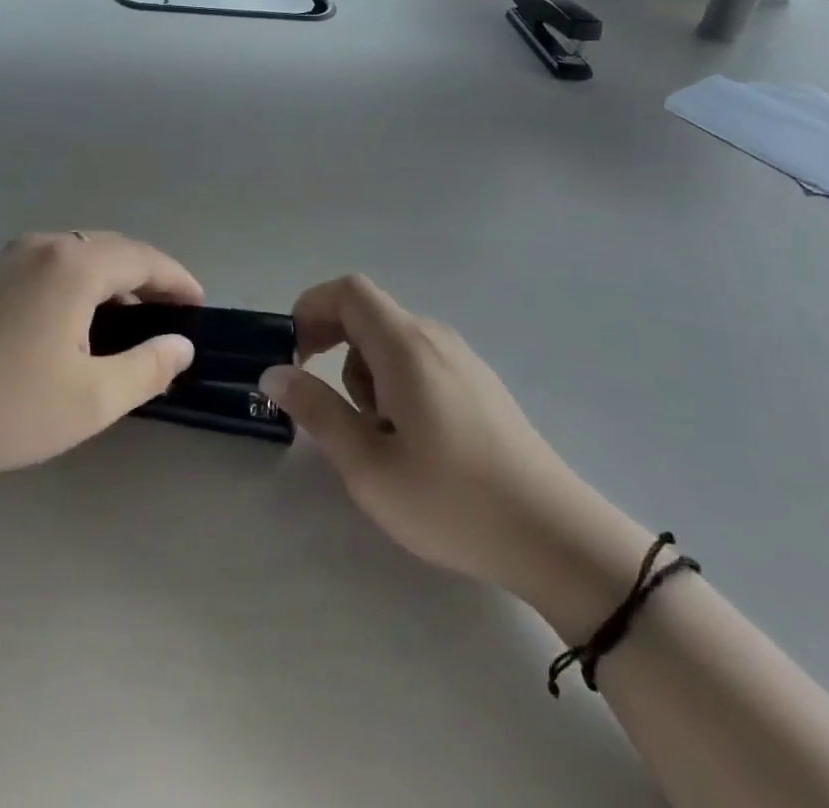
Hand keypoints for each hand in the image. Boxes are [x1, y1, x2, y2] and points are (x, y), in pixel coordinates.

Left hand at [0, 232, 201, 490]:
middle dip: (147, 278)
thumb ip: (146, 368)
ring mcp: (8, 259)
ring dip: (112, 282)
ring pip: (79, 257)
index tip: (200, 306)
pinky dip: (79, 287)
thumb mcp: (90, 399)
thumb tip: (180, 345)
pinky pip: (50, 268)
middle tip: (171, 315)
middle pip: (112, 250)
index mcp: (74, 264)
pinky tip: (75, 326)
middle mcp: (43, 246)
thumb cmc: (2, 405)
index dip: (177, 281)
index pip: (143, 259)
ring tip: (130, 323)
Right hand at [259, 275, 603, 598]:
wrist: (554, 536)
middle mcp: (434, 337)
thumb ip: (316, 410)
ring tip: (379, 439)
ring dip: (366, 376)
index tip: (295, 356)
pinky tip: (414, 442)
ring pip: (393, 343)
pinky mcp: (479, 384)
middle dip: (336, 352)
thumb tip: (274, 372)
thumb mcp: (368, 465)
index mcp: (405, 345)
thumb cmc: (451, 501)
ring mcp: (462, 359)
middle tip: (334, 411)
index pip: (348, 291)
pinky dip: (396, 386)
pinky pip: (421, 363)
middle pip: (368, 316)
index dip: (311, 309)